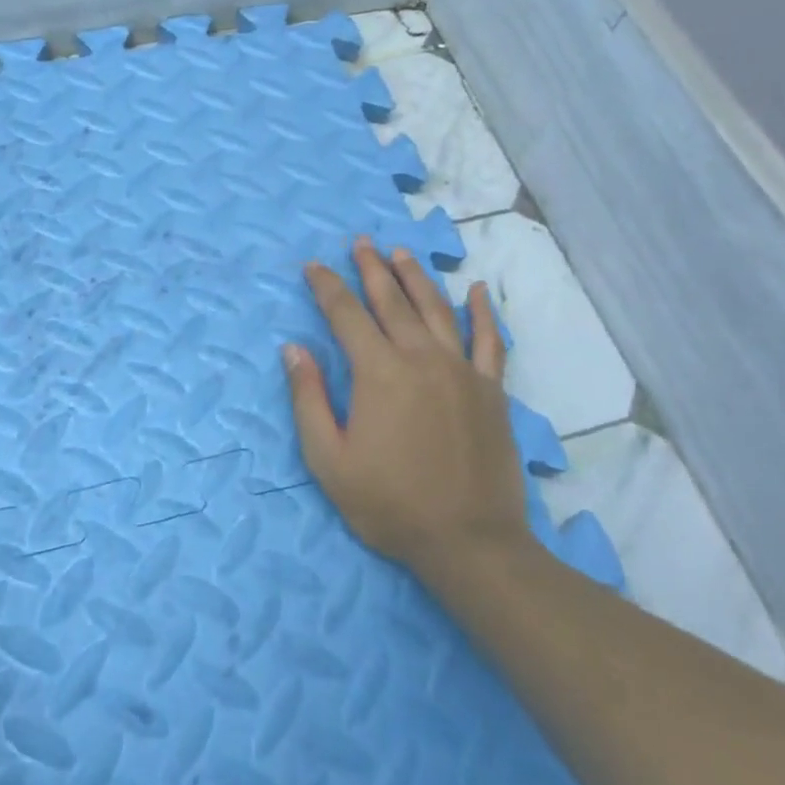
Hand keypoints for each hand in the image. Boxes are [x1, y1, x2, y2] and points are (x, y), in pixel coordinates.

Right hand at [283, 238, 533, 579]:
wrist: (469, 541)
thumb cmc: (390, 503)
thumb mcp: (329, 460)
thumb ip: (308, 399)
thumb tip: (293, 349)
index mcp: (378, 372)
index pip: (346, 314)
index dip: (327, 287)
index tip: (313, 266)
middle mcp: (420, 358)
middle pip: (391, 301)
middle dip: (371, 268)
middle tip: (360, 242)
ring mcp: (461, 370)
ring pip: (436, 309)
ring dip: (415, 277)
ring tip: (400, 253)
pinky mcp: (490, 389)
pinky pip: (489, 340)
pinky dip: (482, 313)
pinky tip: (476, 290)